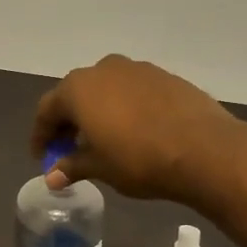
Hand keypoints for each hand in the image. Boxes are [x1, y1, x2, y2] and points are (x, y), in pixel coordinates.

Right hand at [30, 54, 239, 200]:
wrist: (205, 149)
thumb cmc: (139, 159)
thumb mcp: (100, 167)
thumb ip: (72, 166)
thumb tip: (51, 177)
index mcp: (78, 88)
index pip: (47, 110)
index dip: (41, 135)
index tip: (42, 156)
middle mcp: (103, 70)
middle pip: (75, 94)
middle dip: (69, 121)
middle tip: (69, 149)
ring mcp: (137, 69)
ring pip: (106, 89)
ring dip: (98, 112)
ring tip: (103, 140)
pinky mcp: (165, 76)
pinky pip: (133, 91)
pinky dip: (125, 108)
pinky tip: (134, 131)